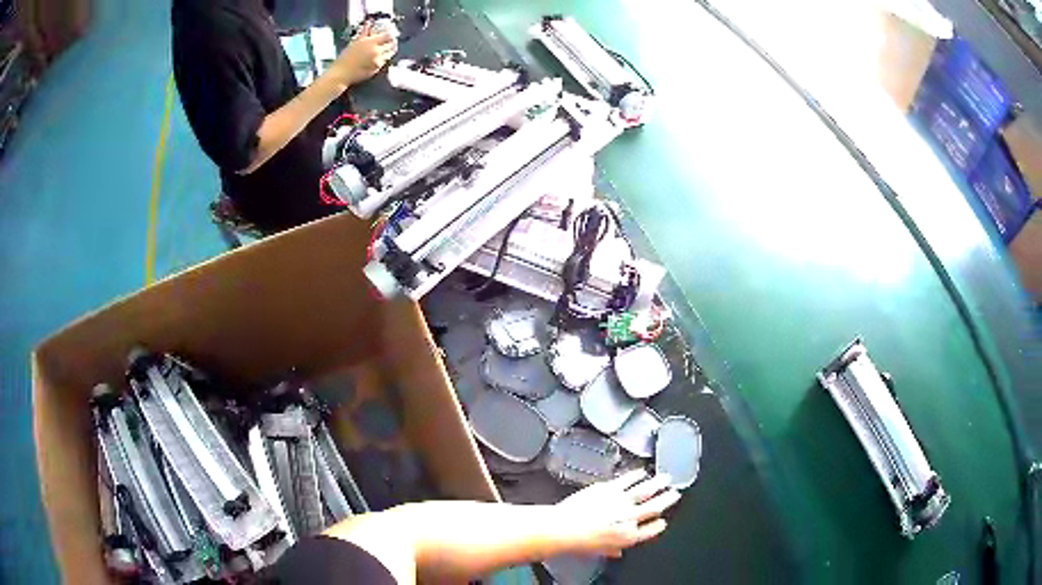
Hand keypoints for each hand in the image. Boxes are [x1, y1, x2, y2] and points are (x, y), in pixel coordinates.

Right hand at [329, 23, 396, 85]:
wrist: (341, 73)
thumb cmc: (345, 57)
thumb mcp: (354, 42)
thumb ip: (364, 33)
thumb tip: (368, 23)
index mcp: (370, 42)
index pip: (388, 36)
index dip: (390, 34)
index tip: (390, 34)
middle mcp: (376, 51)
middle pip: (391, 45)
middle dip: (392, 42)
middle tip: (390, 41)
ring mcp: (378, 61)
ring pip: (389, 54)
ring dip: (389, 51)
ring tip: (385, 49)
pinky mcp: (377, 69)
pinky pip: (384, 62)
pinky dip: (383, 58)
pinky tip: (377, 57)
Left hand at [553, 470, 680, 557]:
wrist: (564, 528)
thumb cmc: (578, 542)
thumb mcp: (599, 551)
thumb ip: (612, 550)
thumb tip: (617, 552)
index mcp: (628, 537)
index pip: (650, 531)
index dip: (658, 526)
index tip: (663, 522)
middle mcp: (629, 518)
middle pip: (654, 507)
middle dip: (667, 499)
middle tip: (675, 493)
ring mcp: (621, 501)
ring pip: (646, 490)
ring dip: (658, 483)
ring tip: (666, 478)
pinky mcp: (610, 488)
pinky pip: (627, 479)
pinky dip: (636, 474)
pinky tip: (642, 471)